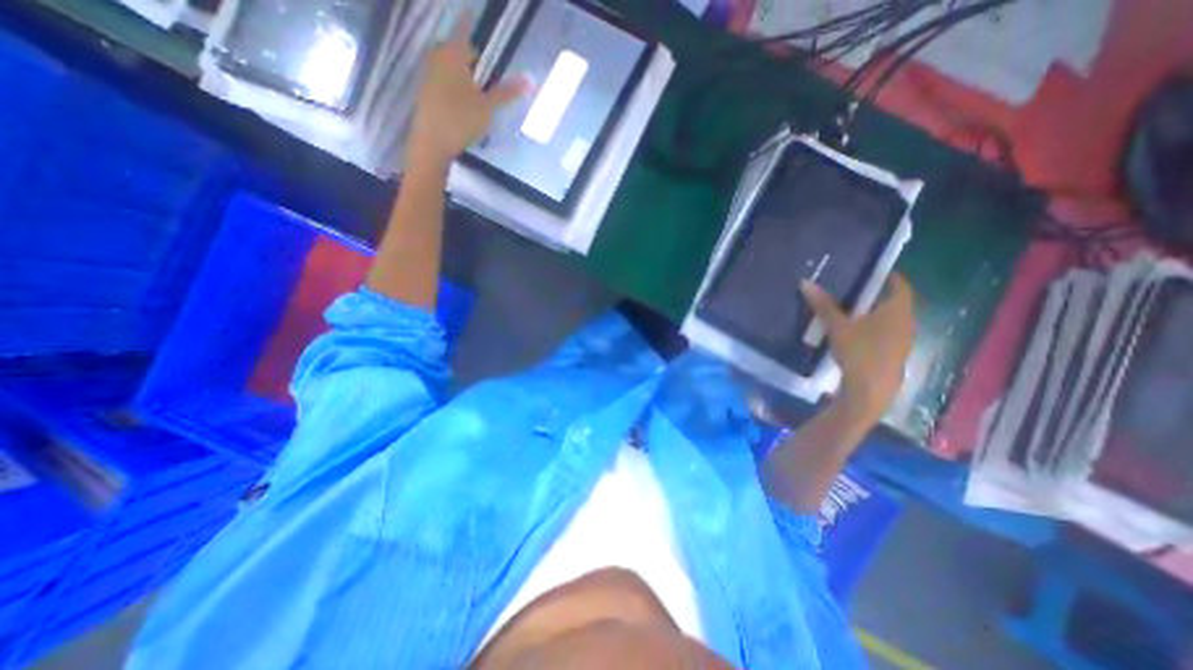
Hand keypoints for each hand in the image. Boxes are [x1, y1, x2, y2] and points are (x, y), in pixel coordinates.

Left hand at [405, 13, 525, 170]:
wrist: (432, 143)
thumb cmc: (461, 120)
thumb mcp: (488, 107)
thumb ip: (507, 92)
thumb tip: (529, 79)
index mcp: (452, 55)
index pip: (464, 29)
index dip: (470, 20)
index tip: (473, 12)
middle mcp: (437, 58)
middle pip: (458, 50)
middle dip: (472, 58)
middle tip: (487, 75)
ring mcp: (428, 74)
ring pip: (450, 66)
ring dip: (464, 73)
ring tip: (478, 93)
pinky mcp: (426, 92)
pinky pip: (443, 79)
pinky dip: (455, 85)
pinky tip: (464, 104)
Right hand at [805, 271, 916, 426]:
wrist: (871, 391)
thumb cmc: (859, 352)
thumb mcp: (837, 327)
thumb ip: (823, 305)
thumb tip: (806, 282)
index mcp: (897, 310)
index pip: (899, 285)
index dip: (888, 276)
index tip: (872, 270)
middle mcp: (906, 322)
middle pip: (895, 302)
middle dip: (877, 295)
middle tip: (855, 288)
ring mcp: (903, 340)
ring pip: (891, 319)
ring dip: (875, 313)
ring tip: (852, 309)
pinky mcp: (895, 355)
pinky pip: (887, 333)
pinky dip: (874, 328)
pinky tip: (856, 333)